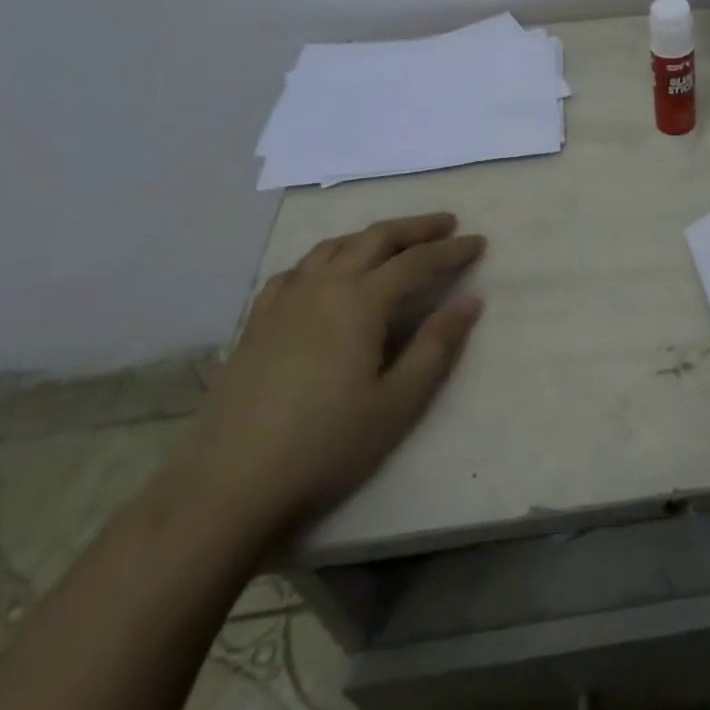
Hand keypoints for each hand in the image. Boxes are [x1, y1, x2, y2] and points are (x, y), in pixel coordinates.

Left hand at [182, 213, 484, 535]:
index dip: (451, 251)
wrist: (229, 486)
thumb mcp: (397, 403)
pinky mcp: (257, 322)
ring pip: (334, 246)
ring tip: (394, 240)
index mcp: (360, 302)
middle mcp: (323, 287)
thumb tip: (471, 300)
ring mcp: (284, 301)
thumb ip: (437, 346)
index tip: (479, 242)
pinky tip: (326, 272)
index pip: (417, 262)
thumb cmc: (326, 446)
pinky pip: (296, 270)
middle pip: (375, 239)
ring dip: (371, 236)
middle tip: (446, 223)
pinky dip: (325, 257)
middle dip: (415, 227)